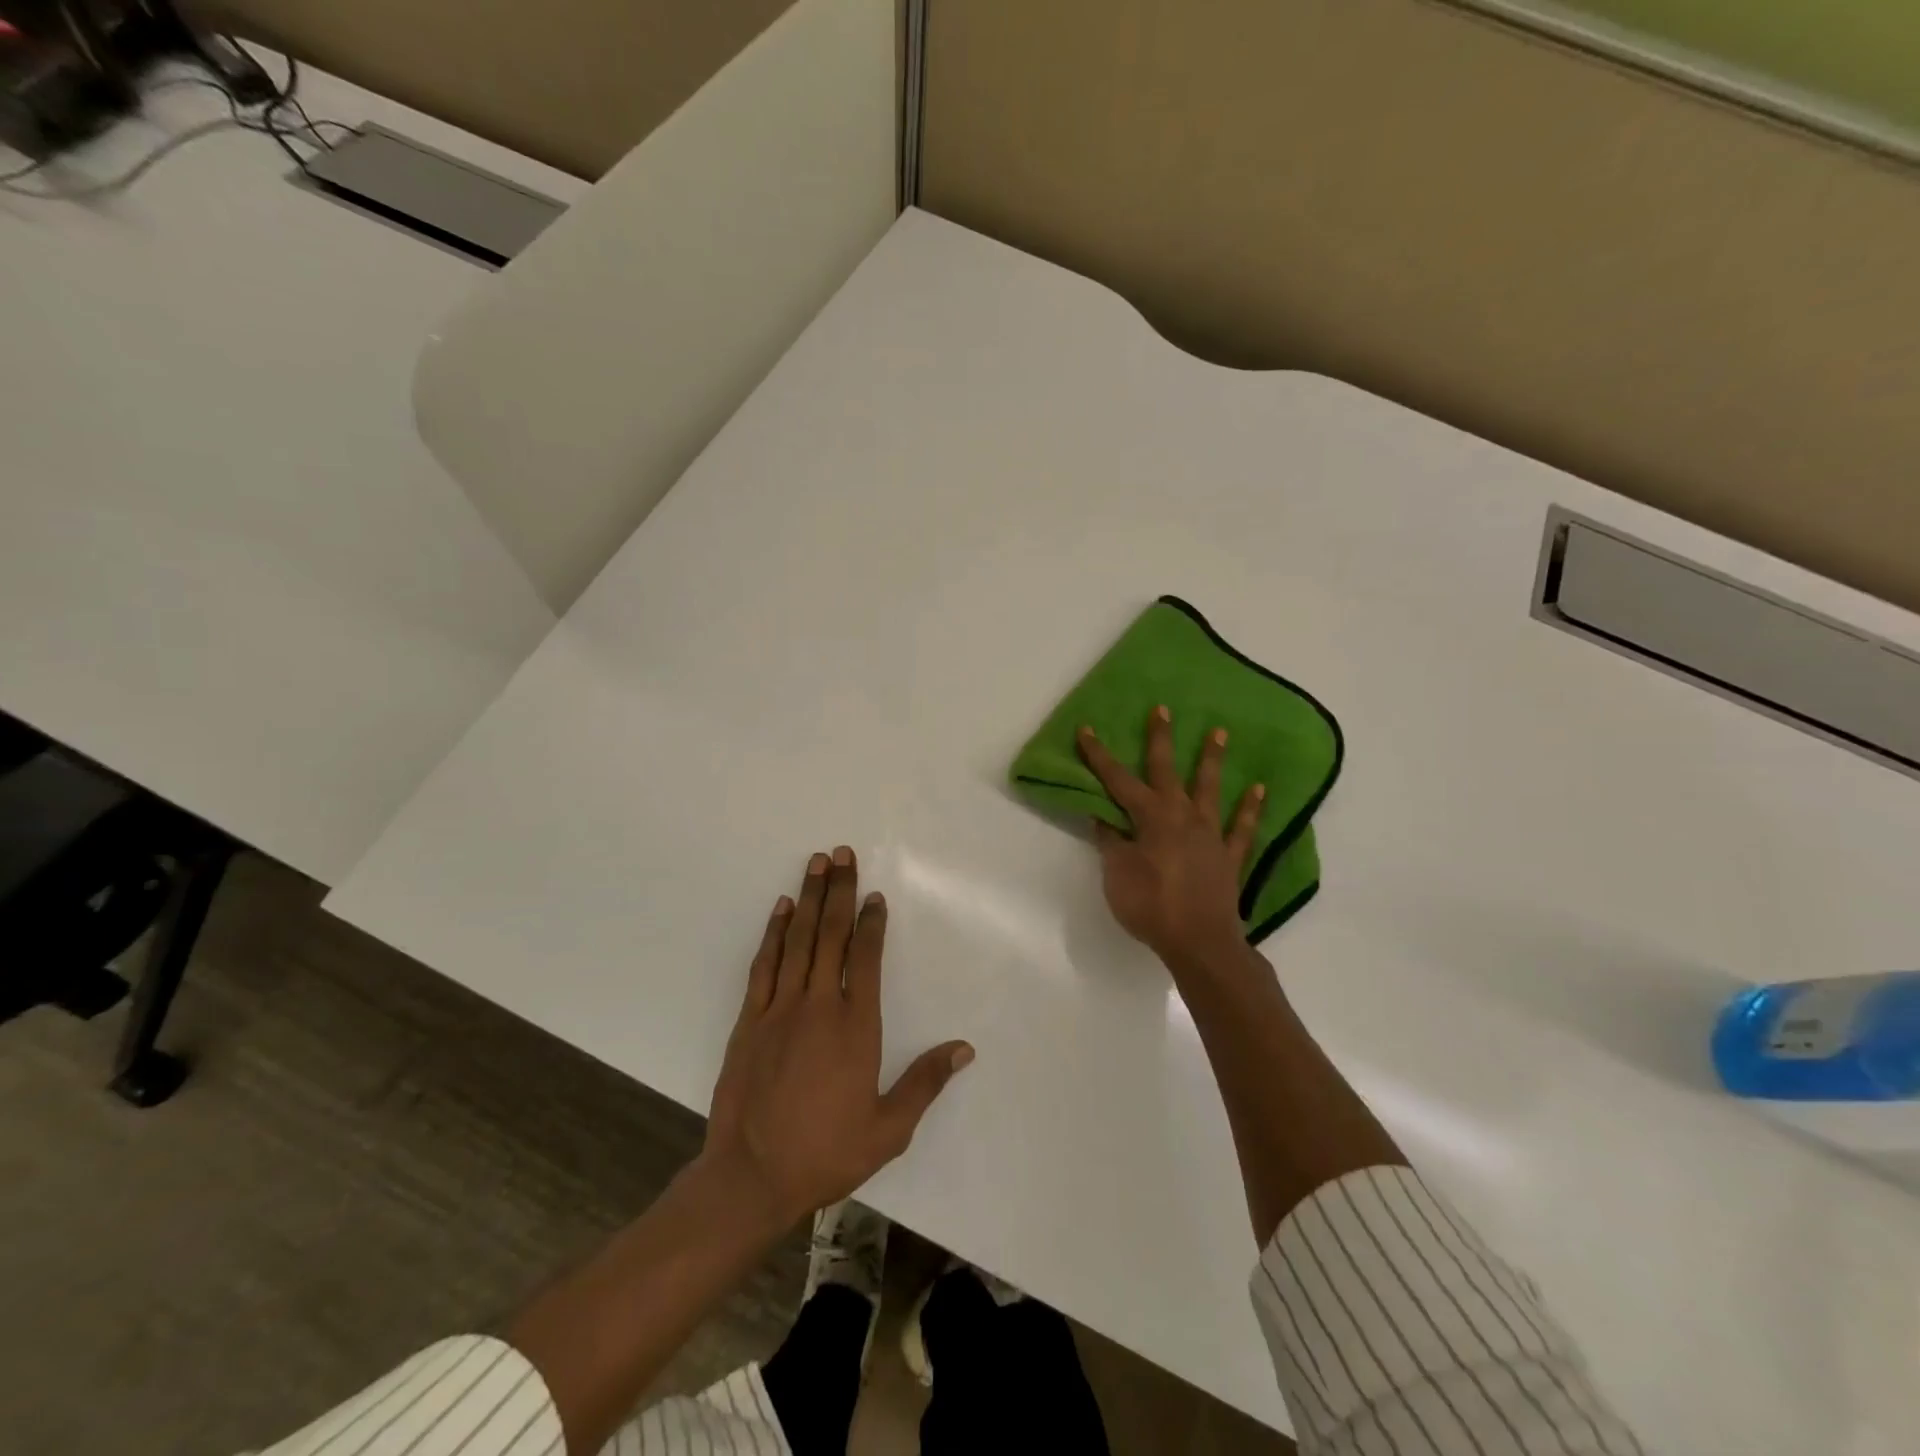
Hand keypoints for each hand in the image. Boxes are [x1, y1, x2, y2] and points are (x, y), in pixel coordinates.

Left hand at [702, 847, 973, 1227]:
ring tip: (817, 863)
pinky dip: (774, 933)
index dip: (871, 922)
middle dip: (839, 891)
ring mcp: (779, 1009)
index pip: (865, 958)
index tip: (875, 895)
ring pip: (798, 940)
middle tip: (842, 853)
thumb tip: (964, 1049)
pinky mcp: (748, 1020)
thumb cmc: (826, 1152)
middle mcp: (818, 1005)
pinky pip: (764, 965)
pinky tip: (782, 909)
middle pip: (832, 935)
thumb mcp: (888, 1129)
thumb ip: (925, 1082)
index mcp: (855, 1026)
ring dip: (809, 899)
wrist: (751, 1178)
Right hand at [1077, 706, 1265, 966]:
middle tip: (1163, 709)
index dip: (1100, 756)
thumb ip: (1111, 842)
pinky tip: (1259, 789)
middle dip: (1161, 739)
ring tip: (1219, 732)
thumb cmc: (1151, 906)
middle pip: (1167, 771)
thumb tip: (1104, 817)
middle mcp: (1181, 816)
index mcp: (1150, 818)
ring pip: (1210, 789)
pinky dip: (1250, 808)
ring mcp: (1210, 834)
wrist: (1199, 942)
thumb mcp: (1117, 874)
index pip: (1118, 780)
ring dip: (1212, 760)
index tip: (1087, 729)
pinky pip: (1242, 827)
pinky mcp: (1229, 855)